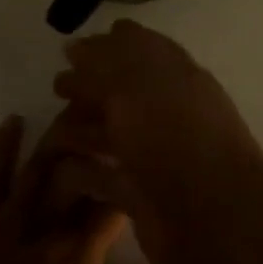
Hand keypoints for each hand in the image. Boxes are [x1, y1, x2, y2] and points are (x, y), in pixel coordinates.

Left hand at [0, 114, 181, 263]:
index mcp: (81, 253)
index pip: (115, 201)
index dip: (130, 177)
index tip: (143, 157)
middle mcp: (49, 225)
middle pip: (79, 173)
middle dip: (98, 144)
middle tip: (114, 117)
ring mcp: (8, 219)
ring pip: (40, 166)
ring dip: (59, 136)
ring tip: (77, 106)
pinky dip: (2, 146)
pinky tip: (15, 120)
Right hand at [51, 20, 262, 263]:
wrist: (211, 217)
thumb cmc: (174, 137)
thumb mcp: (134, 87)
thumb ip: (103, 65)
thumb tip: (75, 48)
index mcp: (174, 76)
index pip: (137, 48)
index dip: (104, 47)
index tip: (67, 52)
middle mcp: (166, 110)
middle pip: (120, 92)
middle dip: (88, 89)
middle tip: (56, 90)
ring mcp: (154, 154)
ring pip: (111, 132)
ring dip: (81, 127)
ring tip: (51, 126)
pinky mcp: (141, 194)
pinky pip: (104, 176)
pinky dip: (81, 171)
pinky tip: (58, 167)